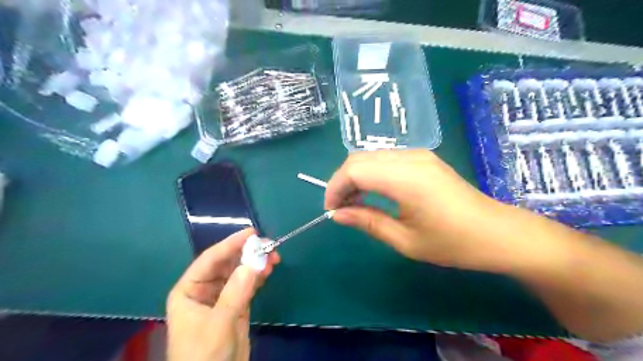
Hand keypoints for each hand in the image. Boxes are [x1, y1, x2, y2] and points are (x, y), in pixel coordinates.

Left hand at [165, 230, 279, 359]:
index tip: (252, 232)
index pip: (210, 260)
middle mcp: (205, 290)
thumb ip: (235, 293)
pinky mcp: (237, 306)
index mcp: (189, 290)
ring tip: (274, 256)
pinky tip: (269, 269)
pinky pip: (248, 285)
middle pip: (227, 263)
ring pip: (240, 272)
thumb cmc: (203, 356)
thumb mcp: (218, 324)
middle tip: (269, 245)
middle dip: (247, 253)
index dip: (231, 243)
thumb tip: (253, 263)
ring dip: (256, 263)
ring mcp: (222, 297)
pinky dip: (259, 276)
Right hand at [327, 148, 515, 269]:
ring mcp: (418, 154)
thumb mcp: (405, 240)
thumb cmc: (453, 243)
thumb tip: (337, 214)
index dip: (335, 187)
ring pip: (370, 156)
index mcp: (406, 178)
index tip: (331, 210)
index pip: (355, 170)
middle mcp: (410, 158)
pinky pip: (385, 159)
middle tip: (341, 208)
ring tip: (354, 203)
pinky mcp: (423, 158)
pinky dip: (371, 173)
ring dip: (355, 176)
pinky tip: (373, 192)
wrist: (496, 232)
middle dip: (342, 181)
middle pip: (359, 158)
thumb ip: (368, 222)